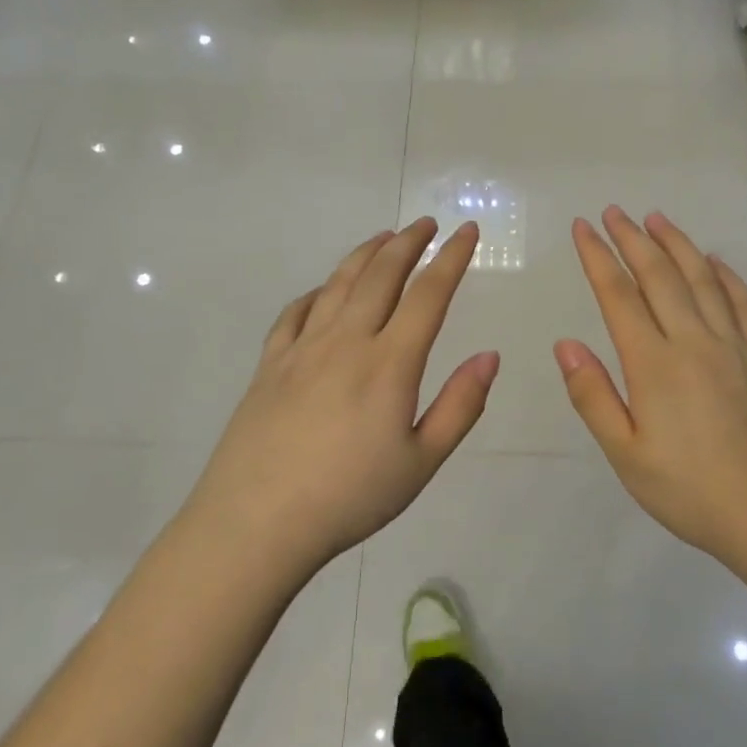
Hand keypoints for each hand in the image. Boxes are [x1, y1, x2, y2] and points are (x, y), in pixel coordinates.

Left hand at [186, 218, 497, 574]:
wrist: (256, 522)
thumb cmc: (349, 497)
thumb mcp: (421, 462)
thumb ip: (460, 406)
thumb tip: (490, 355)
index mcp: (389, 363)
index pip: (428, 294)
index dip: (452, 258)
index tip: (467, 231)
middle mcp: (346, 341)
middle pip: (381, 275)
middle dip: (409, 242)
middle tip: (427, 223)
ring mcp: (302, 349)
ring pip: (338, 284)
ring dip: (365, 255)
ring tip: (384, 238)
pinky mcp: (269, 365)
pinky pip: (295, 313)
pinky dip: (316, 292)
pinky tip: (323, 292)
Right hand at [555, 207, 746, 572]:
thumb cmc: (693, 492)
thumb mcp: (627, 455)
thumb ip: (594, 396)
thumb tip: (566, 344)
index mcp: (654, 364)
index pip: (619, 296)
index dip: (598, 258)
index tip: (583, 227)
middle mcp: (695, 342)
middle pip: (660, 276)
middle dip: (632, 239)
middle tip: (613, 212)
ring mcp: (735, 347)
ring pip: (702, 280)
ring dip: (677, 245)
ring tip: (657, 219)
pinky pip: (744, 305)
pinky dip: (727, 277)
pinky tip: (716, 263)